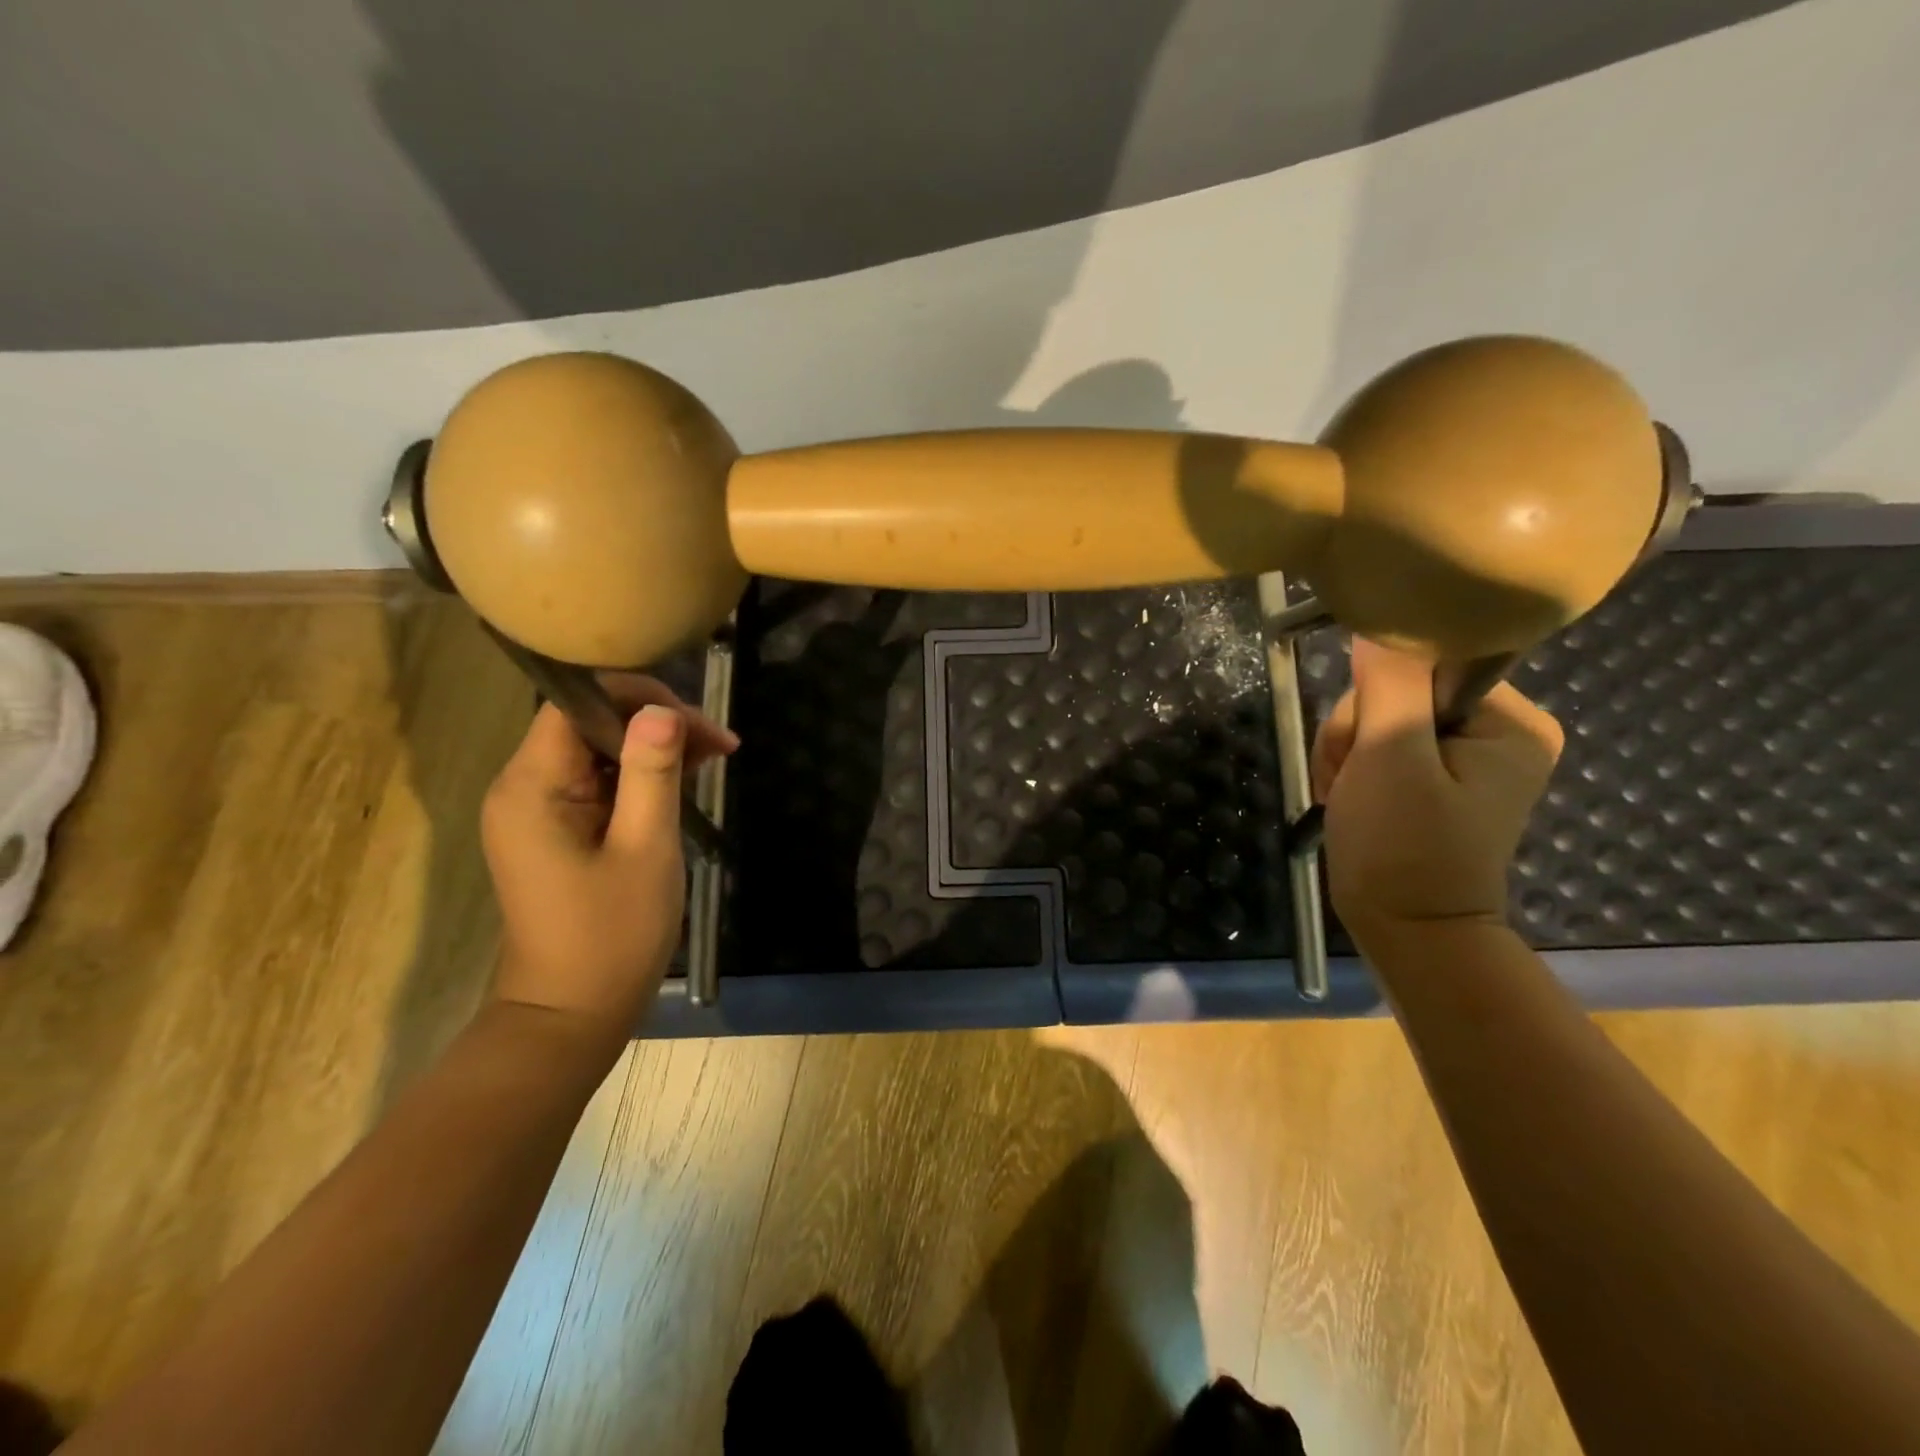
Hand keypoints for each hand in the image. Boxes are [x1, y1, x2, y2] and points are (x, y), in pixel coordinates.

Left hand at [481, 675, 736, 1042]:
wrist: (572, 1015)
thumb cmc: (611, 934)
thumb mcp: (645, 846)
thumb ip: (652, 772)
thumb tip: (662, 709)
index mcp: (532, 786)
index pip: (578, 703)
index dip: (638, 699)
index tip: (695, 724)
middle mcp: (523, 787)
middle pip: (590, 723)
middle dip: (656, 725)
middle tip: (720, 746)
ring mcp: (538, 811)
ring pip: (599, 751)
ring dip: (655, 750)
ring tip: (714, 759)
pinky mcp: (557, 831)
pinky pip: (599, 783)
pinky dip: (642, 778)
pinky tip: (685, 783)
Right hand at [1309, 640, 1562, 942]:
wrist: (1407, 932)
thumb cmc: (1405, 847)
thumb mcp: (1392, 756)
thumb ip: (1388, 682)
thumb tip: (1379, 616)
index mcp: (1510, 720)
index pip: (1426, 663)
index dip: (1377, 694)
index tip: (1365, 743)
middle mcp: (1496, 729)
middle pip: (1395, 691)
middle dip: (1356, 733)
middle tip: (1352, 779)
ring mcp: (1462, 755)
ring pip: (1374, 718)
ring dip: (1345, 754)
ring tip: (1347, 796)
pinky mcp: (1432, 776)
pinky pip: (1375, 745)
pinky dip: (1350, 769)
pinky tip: (1349, 799)